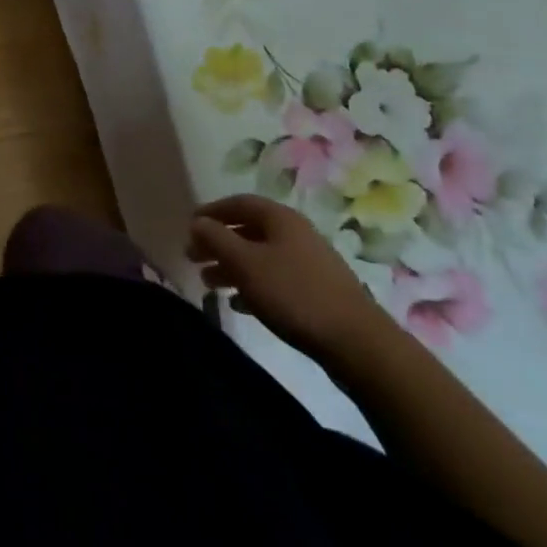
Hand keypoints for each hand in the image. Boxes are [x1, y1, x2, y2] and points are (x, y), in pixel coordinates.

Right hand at [189, 194, 396, 362]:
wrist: (358, 343)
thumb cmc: (294, 294)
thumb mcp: (246, 264)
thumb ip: (216, 239)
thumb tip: (197, 222)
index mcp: (280, 218)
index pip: (238, 203)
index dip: (211, 211)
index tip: (189, 226)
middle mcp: (295, 233)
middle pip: (248, 230)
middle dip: (218, 242)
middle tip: (193, 257)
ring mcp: (309, 263)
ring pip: (260, 256)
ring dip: (232, 266)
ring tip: (210, 283)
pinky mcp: (317, 291)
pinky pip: (276, 279)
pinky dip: (253, 285)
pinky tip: (240, 304)